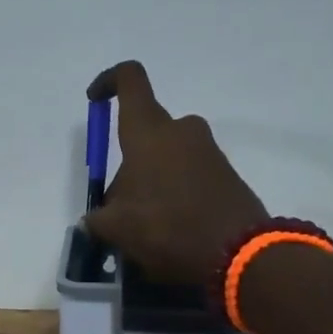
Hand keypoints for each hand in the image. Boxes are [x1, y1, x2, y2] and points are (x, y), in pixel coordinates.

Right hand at [84, 60, 268, 286]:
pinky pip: (189, 175)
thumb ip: (98, 219)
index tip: (94, 101)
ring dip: (151, 182)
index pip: (129, 80)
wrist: (238, 254)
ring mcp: (209, 151)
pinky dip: (175, 194)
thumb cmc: (167, 228)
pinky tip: (171, 231)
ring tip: (144, 227)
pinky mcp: (227, 174)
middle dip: (127, 164)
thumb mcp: (116, 229)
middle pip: (145, 133)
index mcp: (149, 132)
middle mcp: (181, 131)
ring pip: (167, 157)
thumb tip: (97, 219)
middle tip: (118, 206)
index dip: (108, 82)